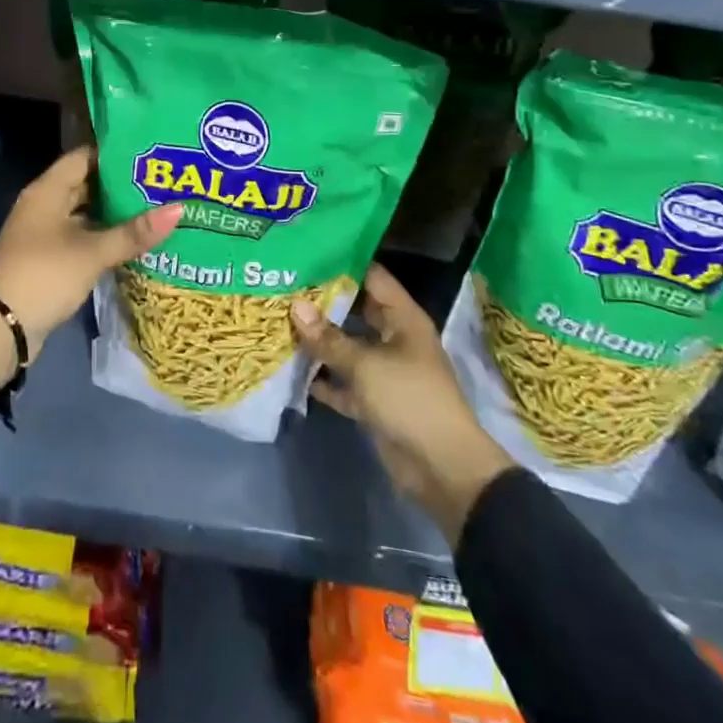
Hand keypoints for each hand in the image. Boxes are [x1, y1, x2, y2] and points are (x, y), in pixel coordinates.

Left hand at [0, 147, 182, 388]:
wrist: (2, 326)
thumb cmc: (45, 274)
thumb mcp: (93, 252)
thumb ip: (134, 232)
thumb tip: (178, 209)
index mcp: (48, 190)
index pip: (84, 157)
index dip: (115, 154)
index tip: (149, 155)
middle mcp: (44, 204)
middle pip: (86, 184)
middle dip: (120, 185)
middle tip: (160, 182)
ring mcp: (44, 232)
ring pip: (85, 213)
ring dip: (113, 213)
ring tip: (154, 209)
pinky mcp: (48, 258)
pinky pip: (80, 237)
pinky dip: (103, 236)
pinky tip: (132, 241)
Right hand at [292, 265, 512, 537]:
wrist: (442, 469)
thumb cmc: (409, 399)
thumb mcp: (365, 364)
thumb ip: (328, 337)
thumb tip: (296, 306)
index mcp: (403, 319)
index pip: (373, 277)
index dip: (344, 264)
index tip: (309, 253)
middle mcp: (395, 338)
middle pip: (356, 311)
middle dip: (324, 302)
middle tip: (286, 285)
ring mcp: (385, 370)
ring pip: (348, 347)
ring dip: (320, 340)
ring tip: (281, 320)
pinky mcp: (375, 401)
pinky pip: (344, 382)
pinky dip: (324, 378)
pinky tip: (292, 368)